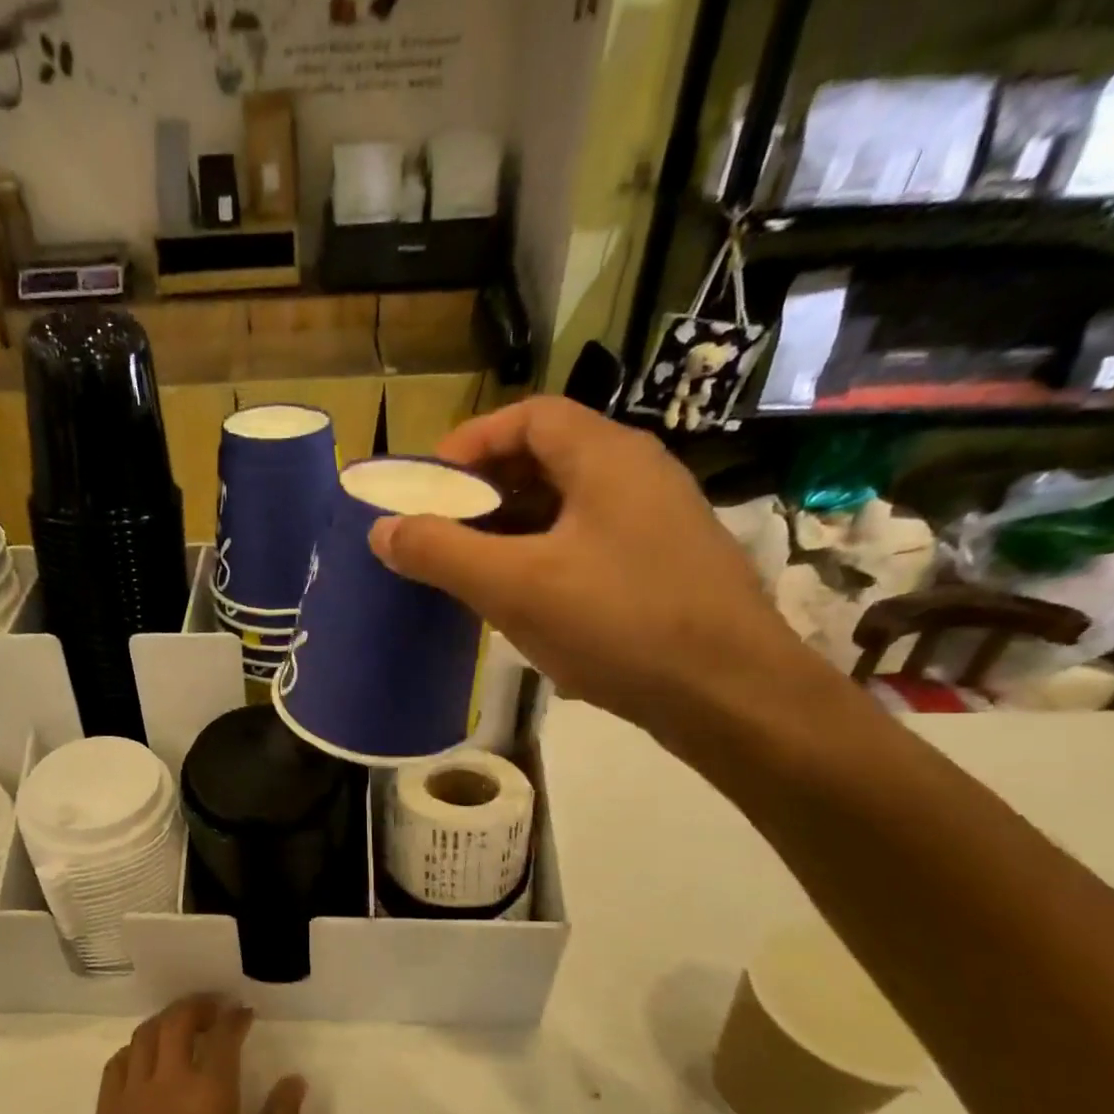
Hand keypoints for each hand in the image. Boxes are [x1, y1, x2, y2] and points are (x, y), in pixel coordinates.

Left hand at [71, 996, 305, 1113]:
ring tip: (183, 1024)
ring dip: (167, 1019)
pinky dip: (136, 1047)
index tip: (245, 1013)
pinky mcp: (105, 1113)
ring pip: (146, 1033)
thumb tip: (295, 1080)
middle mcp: (168, 1080)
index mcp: (210, 1093)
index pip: (224, 1035)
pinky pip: (118, 1061)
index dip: (236, 1017)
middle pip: (179, 1020)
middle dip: (200, 1005)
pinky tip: (146, 1058)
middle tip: (216, 1008)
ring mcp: (131, 1094)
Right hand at [369, 397, 813, 733]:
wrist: (732, 696)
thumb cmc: (621, 624)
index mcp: (607, 457)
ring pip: (566, 505)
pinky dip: (543, 556)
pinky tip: (523, 600)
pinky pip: (587, 542)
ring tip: (471, 568)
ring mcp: (656, 523)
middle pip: (546, 458)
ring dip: (512, 527)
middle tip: (442, 530)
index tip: (429, 487)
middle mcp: (638, 475)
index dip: (471, 442)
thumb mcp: (516, 587)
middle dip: (485, 490)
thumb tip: (381, 530)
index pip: (529, 416)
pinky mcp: (661, 567)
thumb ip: (442, 553)